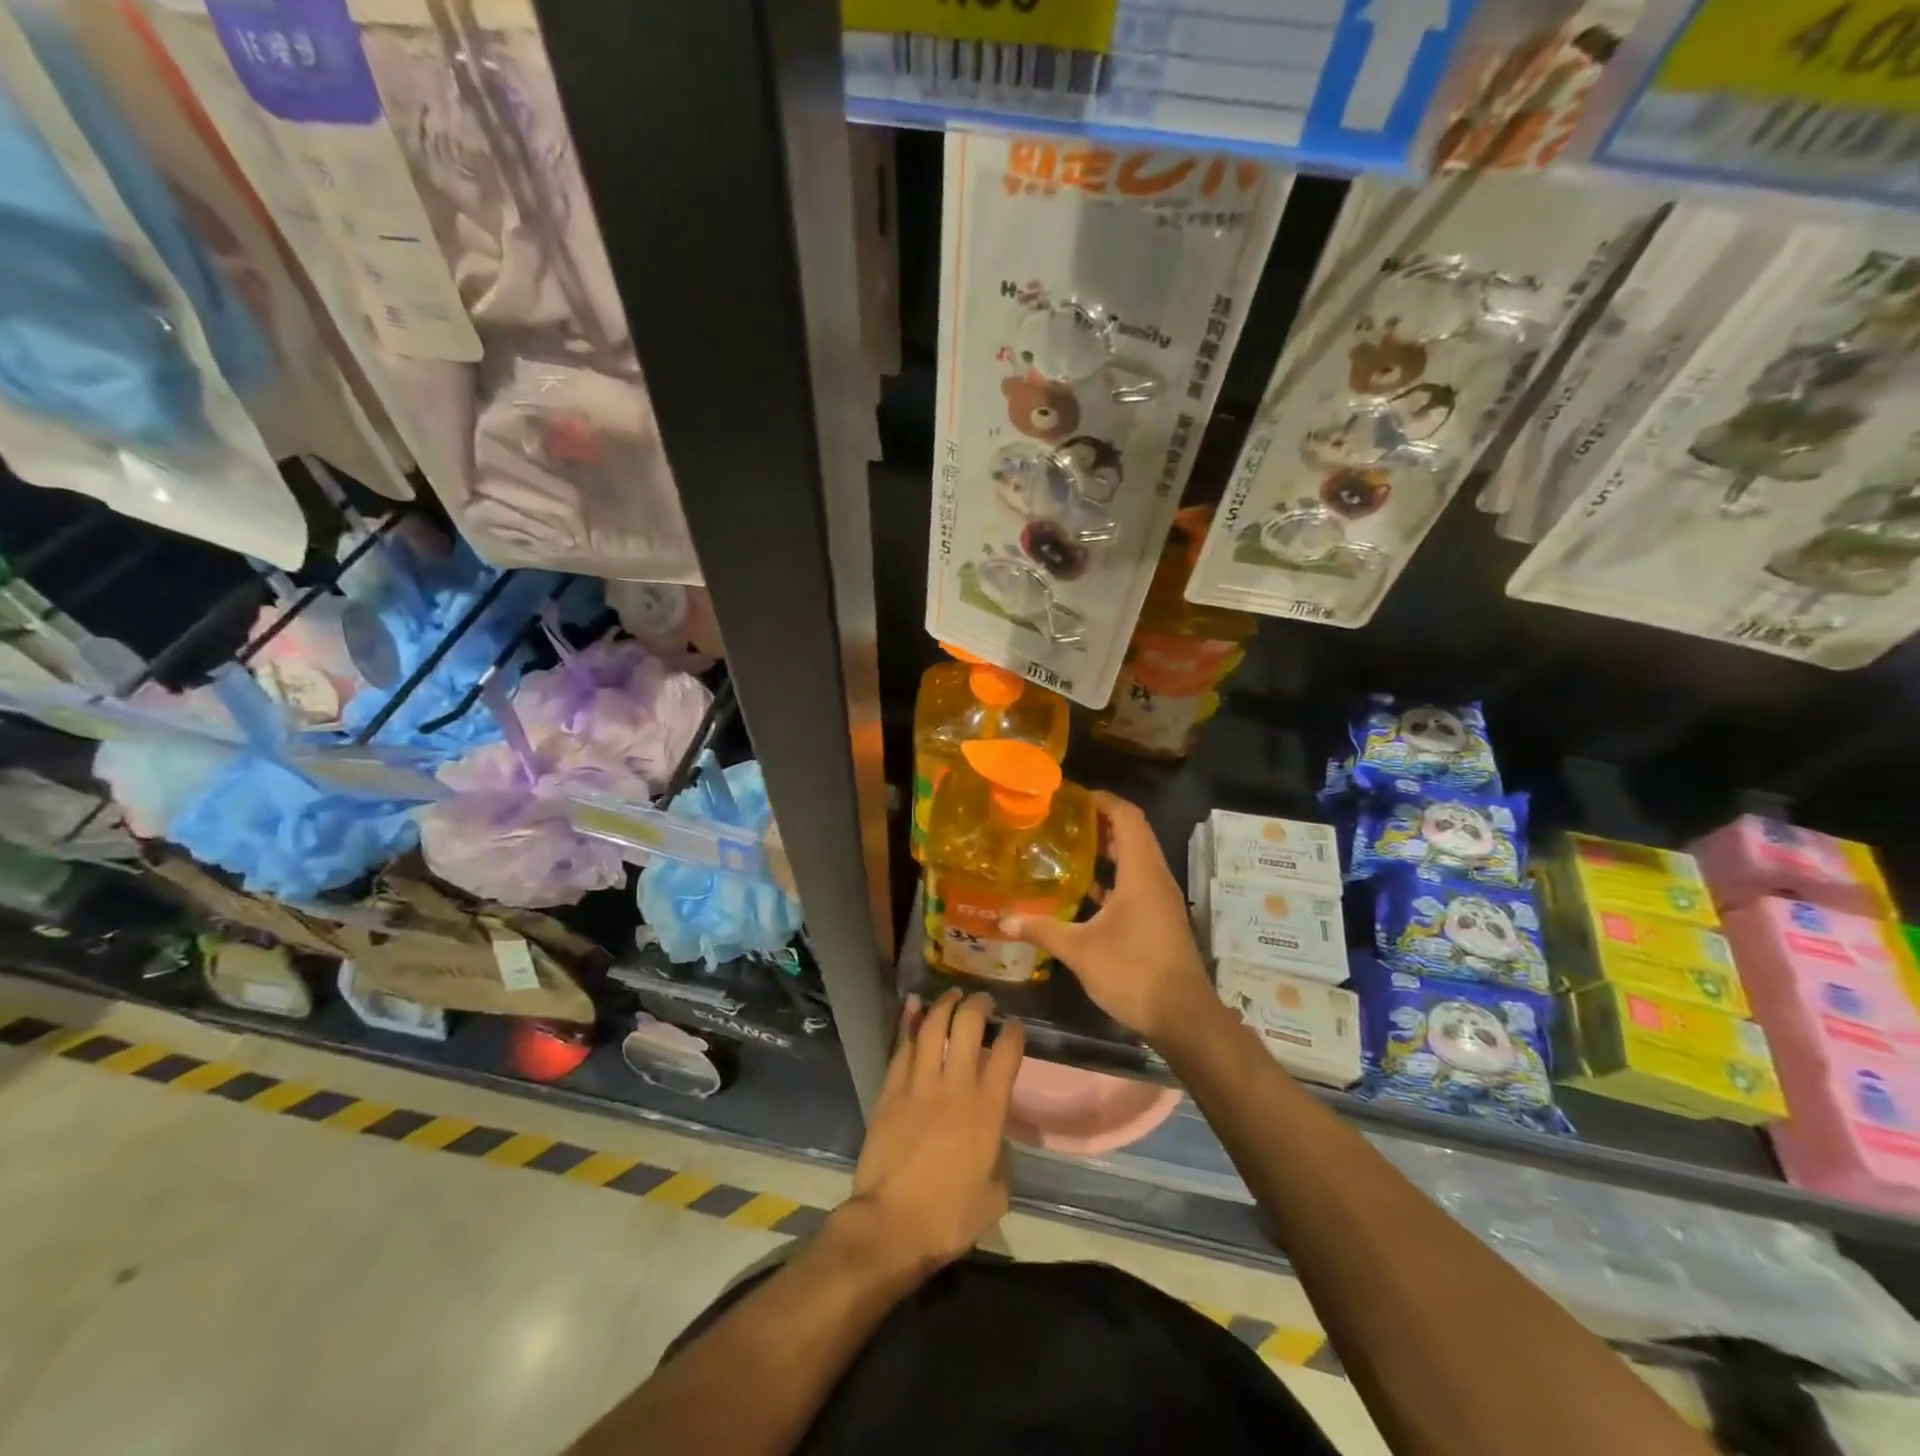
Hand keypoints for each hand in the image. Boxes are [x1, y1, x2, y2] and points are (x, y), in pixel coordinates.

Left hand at [842, 990, 1023, 1278]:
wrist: (891, 1225)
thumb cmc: (949, 1217)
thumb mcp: (996, 1195)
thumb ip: (1001, 1158)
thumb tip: (995, 1141)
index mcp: (987, 1111)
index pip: (1006, 1054)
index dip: (1013, 1032)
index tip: (1014, 1025)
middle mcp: (955, 1087)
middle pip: (967, 1026)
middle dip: (978, 1005)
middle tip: (983, 1000)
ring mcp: (918, 1085)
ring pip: (931, 1027)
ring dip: (944, 1004)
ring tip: (952, 995)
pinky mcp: (890, 1091)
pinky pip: (901, 1047)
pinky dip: (908, 1022)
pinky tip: (912, 1006)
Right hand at [1001, 791, 1213, 1044]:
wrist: (1183, 1018)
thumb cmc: (1133, 972)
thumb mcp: (1080, 951)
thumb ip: (1042, 929)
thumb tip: (1003, 920)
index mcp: (1142, 872)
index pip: (1128, 817)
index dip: (1103, 801)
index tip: (1071, 797)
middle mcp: (1155, 878)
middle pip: (1132, 834)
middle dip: (1099, 823)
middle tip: (1061, 821)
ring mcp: (1160, 900)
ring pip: (1134, 860)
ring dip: (1106, 851)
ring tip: (1067, 848)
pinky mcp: (1158, 919)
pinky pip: (1135, 884)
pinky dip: (1112, 879)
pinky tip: (1083, 890)